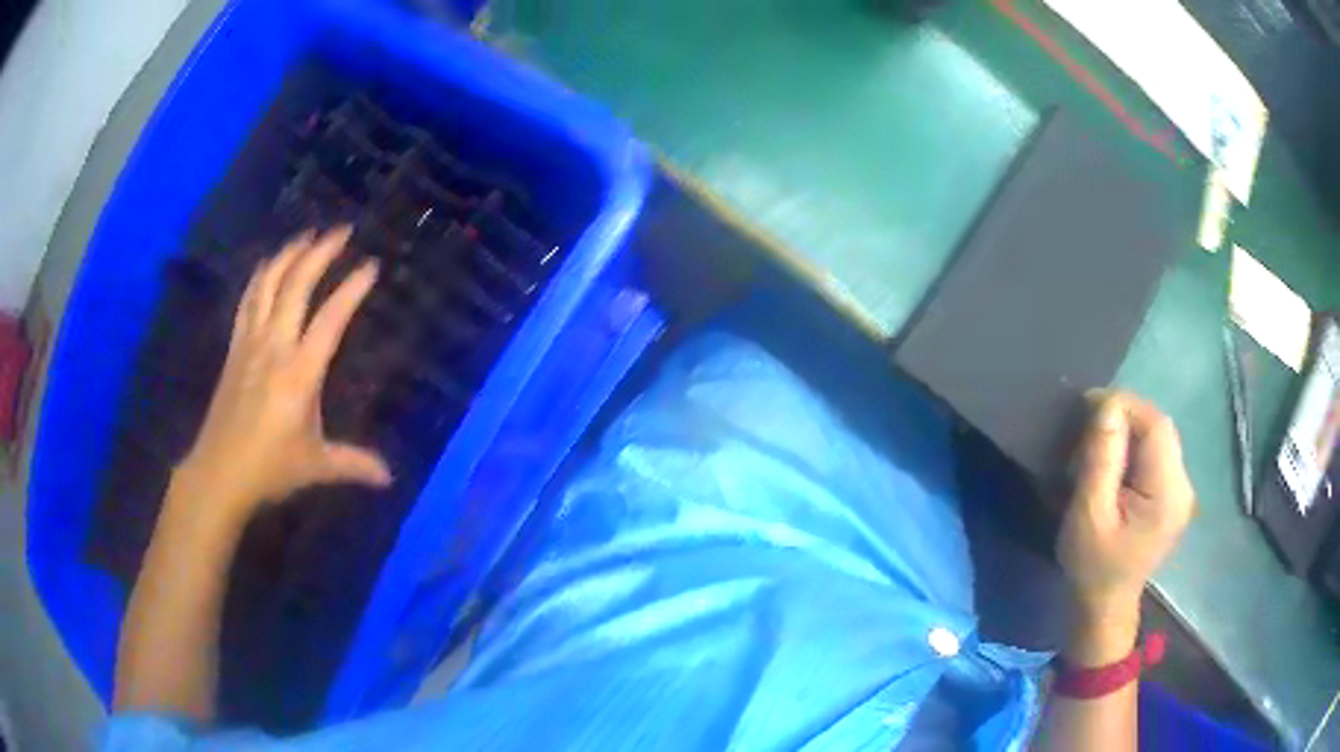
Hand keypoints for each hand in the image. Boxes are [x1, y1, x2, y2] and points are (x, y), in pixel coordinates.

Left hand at [173, 227, 390, 521]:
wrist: (219, 472)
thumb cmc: (270, 468)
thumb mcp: (317, 466)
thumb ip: (354, 464)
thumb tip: (389, 478)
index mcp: (300, 372)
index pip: (331, 318)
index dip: (352, 289)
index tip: (371, 266)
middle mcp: (275, 346)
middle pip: (296, 286)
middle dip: (320, 252)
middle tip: (341, 230)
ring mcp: (250, 343)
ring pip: (268, 284)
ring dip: (289, 255)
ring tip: (307, 236)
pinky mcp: (234, 348)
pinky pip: (247, 300)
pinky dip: (260, 276)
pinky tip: (269, 265)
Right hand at [1057, 391, 1195, 660]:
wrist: (1104, 608)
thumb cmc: (1092, 567)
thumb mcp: (1088, 514)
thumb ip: (1101, 459)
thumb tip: (1107, 406)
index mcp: (1168, 494)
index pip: (1156, 425)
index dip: (1124, 406)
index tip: (1087, 407)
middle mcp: (1184, 486)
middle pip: (1160, 429)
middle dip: (1125, 418)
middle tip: (1089, 428)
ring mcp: (1182, 492)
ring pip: (1159, 438)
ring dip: (1129, 433)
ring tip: (1099, 446)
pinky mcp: (1174, 496)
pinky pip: (1158, 455)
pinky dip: (1135, 449)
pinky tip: (1115, 465)